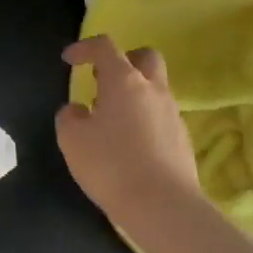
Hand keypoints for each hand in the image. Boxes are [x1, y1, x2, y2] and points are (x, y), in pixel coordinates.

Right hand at [56, 37, 201, 227]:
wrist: (163, 205)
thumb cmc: (111, 166)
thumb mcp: (72, 141)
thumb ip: (69, 118)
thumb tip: (77, 110)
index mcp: (125, 81)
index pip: (105, 47)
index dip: (84, 48)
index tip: (69, 60)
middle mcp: (153, 90)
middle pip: (145, 57)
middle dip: (124, 60)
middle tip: (103, 80)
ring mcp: (173, 113)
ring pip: (155, 88)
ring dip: (134, 93)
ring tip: (112, 120)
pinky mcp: (183, 138)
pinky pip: (161, 116)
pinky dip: (145, 118)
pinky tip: (130, 144)